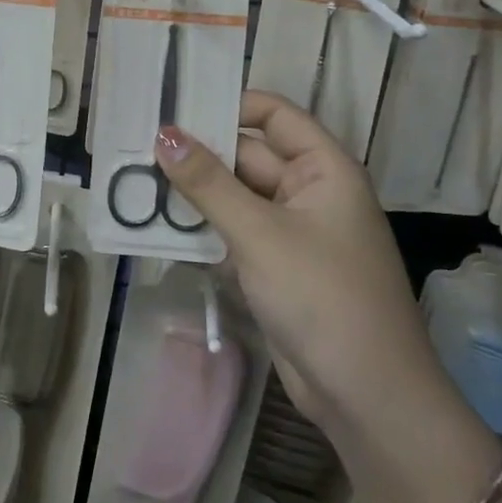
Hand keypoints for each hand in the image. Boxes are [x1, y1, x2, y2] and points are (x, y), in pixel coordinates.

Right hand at [153, 91, 456, 443]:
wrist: (367, 398)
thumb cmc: (323, 296)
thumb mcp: (260, 233)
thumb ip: (208, 183)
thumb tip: (164, 134)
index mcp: (324, 169)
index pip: (274, 115)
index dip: (230, 103)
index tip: (176, 104)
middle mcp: (309, 191)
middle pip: (248, 156)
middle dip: (199, 152)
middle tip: (138, 143)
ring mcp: (291, 231)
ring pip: (235, 196)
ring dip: (194, 192)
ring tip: (134, 177)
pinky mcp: (274, 267)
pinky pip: (234, 232)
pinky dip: (202, 227)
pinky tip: (155, 223)